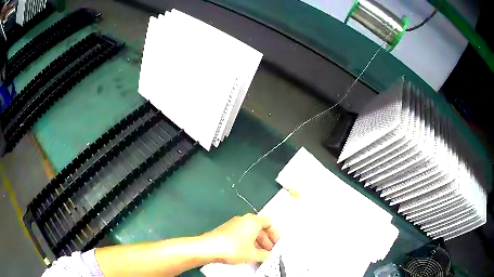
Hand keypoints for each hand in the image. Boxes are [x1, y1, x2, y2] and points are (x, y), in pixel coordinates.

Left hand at [201, 213, 279, 263]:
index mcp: (253, 220)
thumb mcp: (253, 254)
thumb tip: (267, 256)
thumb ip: (264, 255)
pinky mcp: (225, 230)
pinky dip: (246, 242)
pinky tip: (246, 253)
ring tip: (258, 254)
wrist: (209, 248)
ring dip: (256, 242)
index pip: (269, 222)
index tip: (276, 243)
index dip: (275, 233)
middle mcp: (243, 219)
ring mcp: (233, 224)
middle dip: (266, 240)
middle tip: (268, 250)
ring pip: (250, 232)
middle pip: (259, 227)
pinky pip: (241, 234)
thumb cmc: (233, 248)